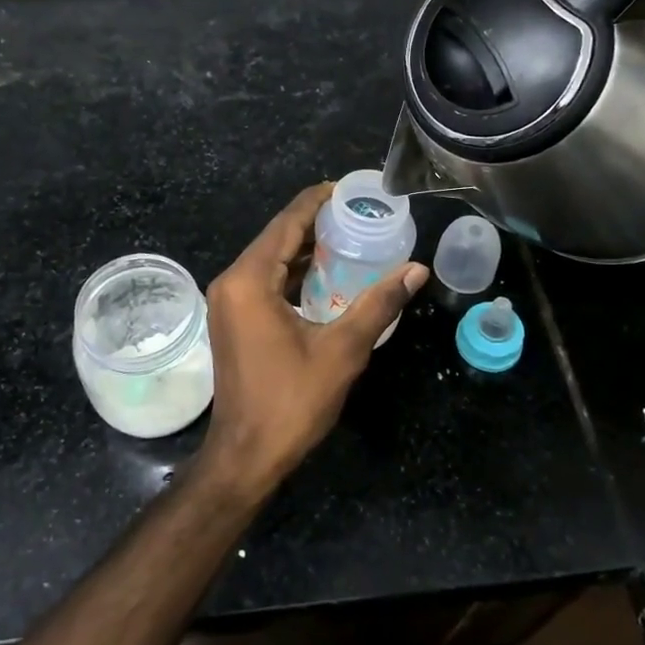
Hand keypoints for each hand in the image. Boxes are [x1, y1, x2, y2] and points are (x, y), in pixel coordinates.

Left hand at [198, 184, 428, 496]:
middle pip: (277, 236)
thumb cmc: (291, 401)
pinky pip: (265, 280)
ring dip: (306, 248)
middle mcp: (232, 282)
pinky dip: (294, 271)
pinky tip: (327, 274)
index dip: (318, 201)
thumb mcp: (342, 350)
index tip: (351, 189)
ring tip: (351, 237)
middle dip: (316, 222)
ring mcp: (228, 301)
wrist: (245, 455)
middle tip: (360, 214)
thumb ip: (378, 304)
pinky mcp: (233, 319)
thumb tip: (416, 270)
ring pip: (270, 258)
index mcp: (249, 280)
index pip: (287, 222)